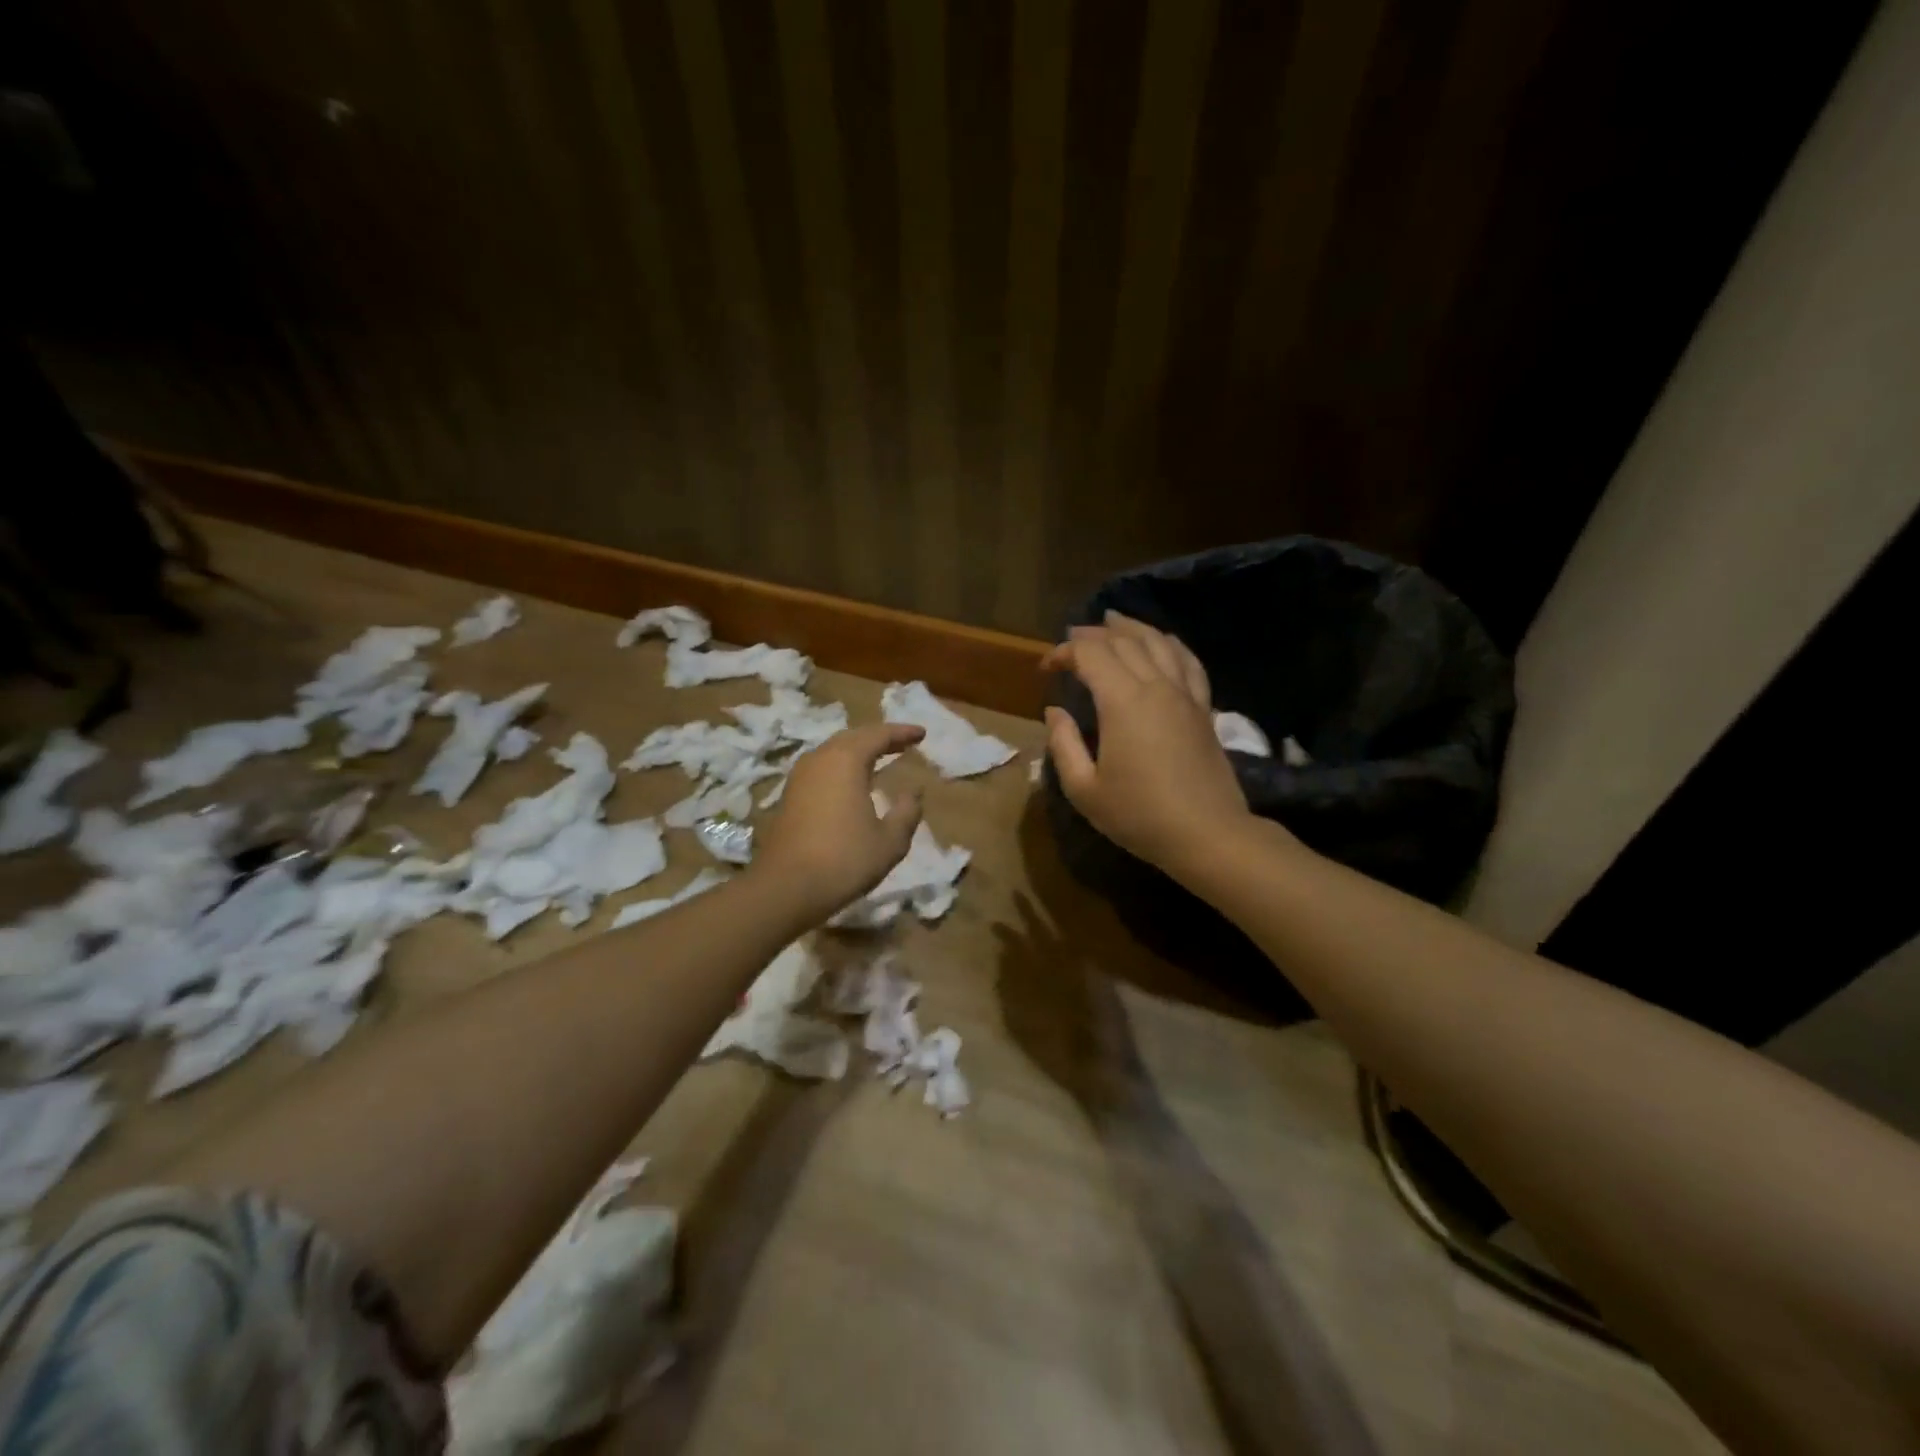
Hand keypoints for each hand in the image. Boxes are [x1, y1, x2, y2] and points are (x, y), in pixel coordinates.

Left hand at [751, 723, 924, 919]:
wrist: (786, 888)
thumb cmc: (845, 860)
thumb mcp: (890, 841)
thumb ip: (907, 812)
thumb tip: (913, 792)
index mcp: (846, 761)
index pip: (878, 735)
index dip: (902, 733)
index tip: (922, 734)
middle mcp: (820, 759)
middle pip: (853, 737)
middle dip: (879, 738)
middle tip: (902, 743)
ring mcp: (800, 776)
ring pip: (833, 751)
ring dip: (858, 751)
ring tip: (879, 758)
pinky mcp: (789, 795)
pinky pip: (821, 768)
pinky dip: (841, 766)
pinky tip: (851, 782)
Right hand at [1041, 612, 1253, 873]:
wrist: (1208, 834)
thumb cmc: (1139, 815)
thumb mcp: (1084, 789)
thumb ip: (1063, 744)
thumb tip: (1055, 711)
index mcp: (1122, 701)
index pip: (1090, 654)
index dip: (1063, 652)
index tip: (1046, 669)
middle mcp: (1155, 686)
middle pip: (1123, 641)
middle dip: (1092, 634)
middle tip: (1071, 641)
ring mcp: (1184, 694)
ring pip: (1158, 642)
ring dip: (1131, 628)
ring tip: (1112, 621)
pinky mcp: (1203, 707)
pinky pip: (1188, 661)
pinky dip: (1170, 643)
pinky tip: (1162, 641)